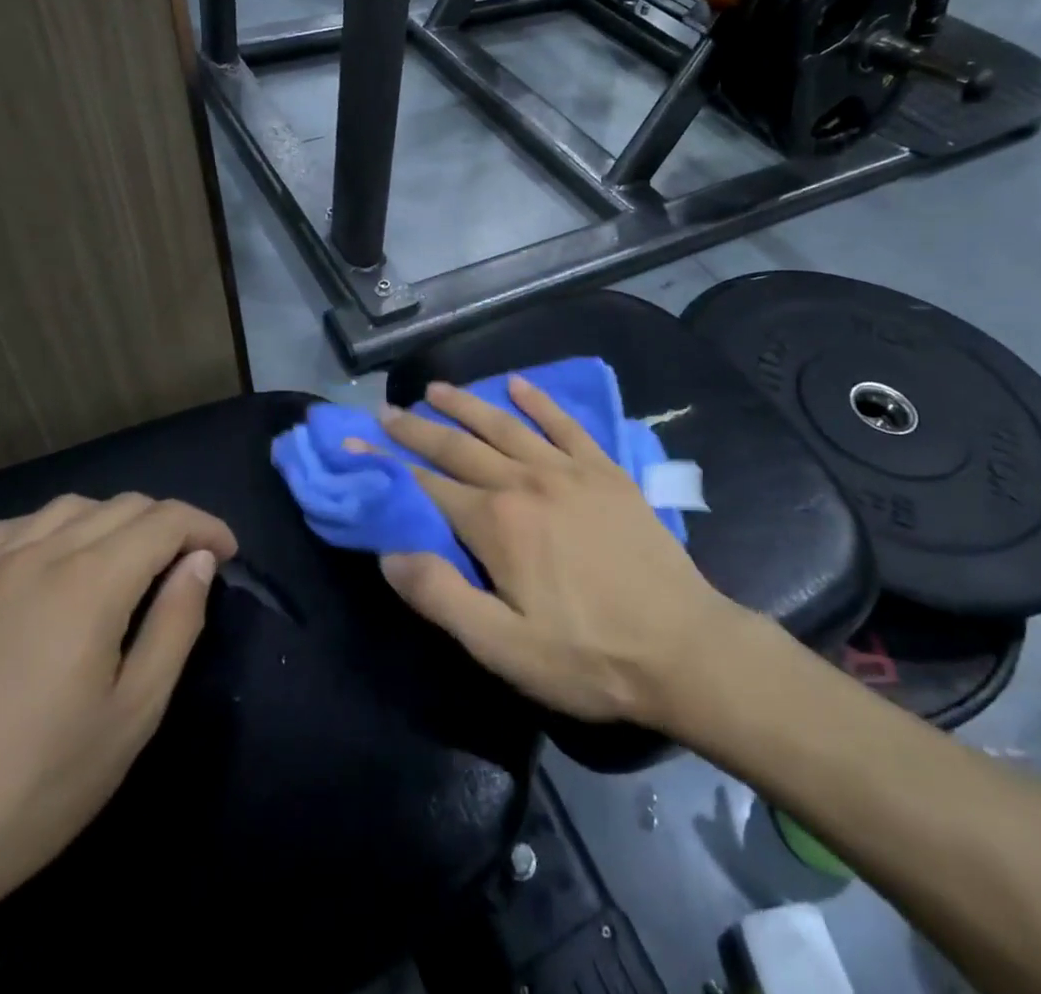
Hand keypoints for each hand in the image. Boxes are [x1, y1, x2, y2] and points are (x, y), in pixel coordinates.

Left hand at [0, 492, 235, 936]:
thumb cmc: (35, 785)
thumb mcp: (133, 714)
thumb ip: (176, 624)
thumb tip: (198, 562)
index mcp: (91, 581)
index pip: (166, 520)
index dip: (206, 527)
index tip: (226, 554)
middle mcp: (39, 555)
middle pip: (122, 506)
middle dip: (167, 523)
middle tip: (186, 564)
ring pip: (66, 508)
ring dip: (112, 520)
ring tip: (125, 561)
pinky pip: (7, 530)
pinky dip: (48, 529)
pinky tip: (49, 562)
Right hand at [375, 378, 734, 729]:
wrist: (683, 647)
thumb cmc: (587, 655)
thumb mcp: (503, 646)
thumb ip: (441, 596)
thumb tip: (390, 552)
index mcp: (496, 523)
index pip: (426, 486)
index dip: (387, 465)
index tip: (357, 443)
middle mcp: (526, 481)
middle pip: (460, 447)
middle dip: (417, 427)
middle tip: (387, 409)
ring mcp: (568, 470)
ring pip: (505, 425)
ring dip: (467, 404)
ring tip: (437, 387)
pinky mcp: (605, 470)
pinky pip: (565, 424)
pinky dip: (538, 402)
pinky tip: (519, 385)